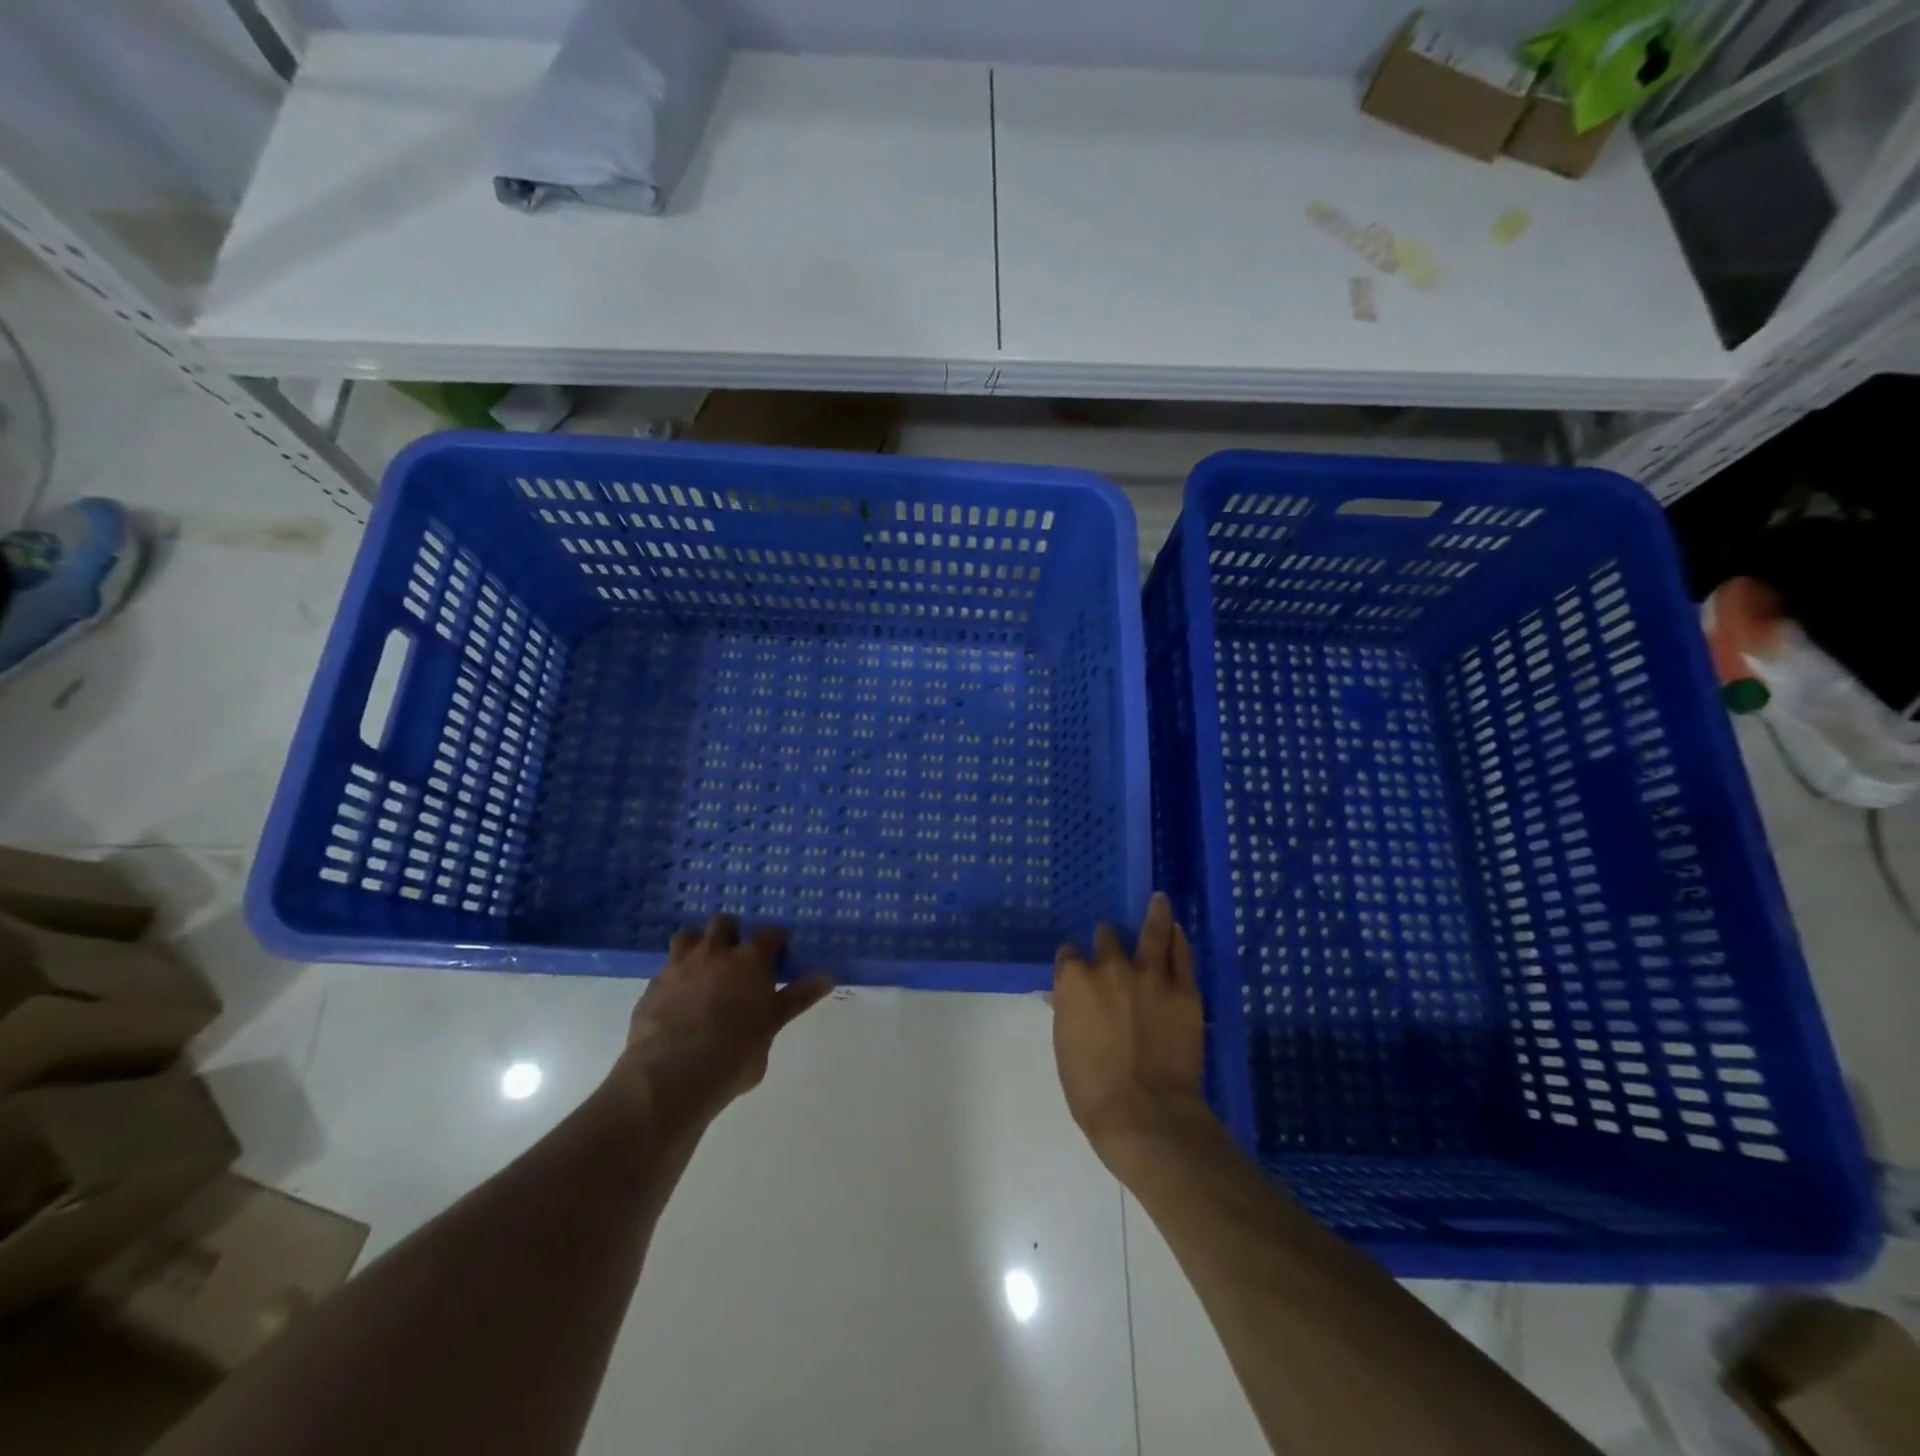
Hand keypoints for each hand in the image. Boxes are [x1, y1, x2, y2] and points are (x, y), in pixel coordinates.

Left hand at [615, 915, 833, 1123]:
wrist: (670, 1076)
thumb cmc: (734, 1054)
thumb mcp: (771, 1027)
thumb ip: (794, 1000)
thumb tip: (827, 978)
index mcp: (750, 960)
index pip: (770, 934)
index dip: (775, 943)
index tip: (778, 957)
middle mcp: (715, 953)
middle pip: (724, 923)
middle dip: (732, 934)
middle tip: (738, 960)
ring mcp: (679, 966)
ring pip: (688, 936)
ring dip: (698, 945)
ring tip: (704, 970)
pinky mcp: (652, 987)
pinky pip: (666, 969)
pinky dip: (675, 977)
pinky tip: (678, 1000)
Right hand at [1052, 893, 1209, 1162]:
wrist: (1145, 1114)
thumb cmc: (1093, 1091)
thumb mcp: (1066, 1048)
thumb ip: (1070, 1013)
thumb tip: (1070, 998)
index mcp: (1073, 982)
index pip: (1069, 956)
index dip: (1074, 961)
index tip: (1077, 966)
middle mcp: (1109, 968)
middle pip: (1106, 939)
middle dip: (1107, 942)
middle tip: (1112, 945)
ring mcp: (1149, 975)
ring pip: (1152, 932)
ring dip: (1154, 914)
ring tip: (1159, 900)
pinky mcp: (1183, 990)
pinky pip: (1180, 955)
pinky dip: (1178, 941)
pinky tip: (1177, 931)